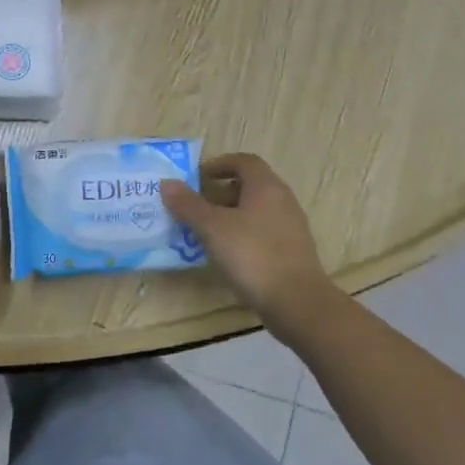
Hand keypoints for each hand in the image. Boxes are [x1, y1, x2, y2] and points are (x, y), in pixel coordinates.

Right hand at [161, 153, 341, 331]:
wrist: (297, 302)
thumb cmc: (252, 255)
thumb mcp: (212, 228)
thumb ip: (189, 204)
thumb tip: (167, 183)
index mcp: (266, 187)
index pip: (244, 161)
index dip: (219, 164)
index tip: (197, 178)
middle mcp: (282, 201)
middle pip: (249, 186)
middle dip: (220, 193)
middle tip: (194, 207)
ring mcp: (290, 228)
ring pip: (255, 211)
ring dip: (229, 216)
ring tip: (204, 232)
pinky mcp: (292, 252)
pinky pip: (262, 233)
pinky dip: (242, 236)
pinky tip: (226, 255)